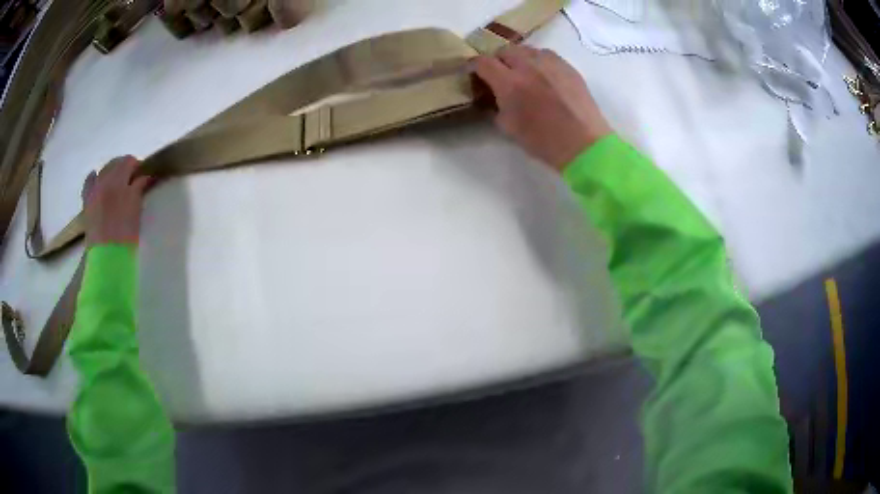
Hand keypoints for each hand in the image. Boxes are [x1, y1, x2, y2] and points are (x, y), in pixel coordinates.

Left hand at [83, 156, 152, 245]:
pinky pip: (89, 182)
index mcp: (118, 180)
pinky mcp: (87, 201)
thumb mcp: (136, 210)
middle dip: (124, 169)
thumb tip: (145, 177)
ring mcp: (94, 190)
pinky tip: (95, 176)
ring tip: (117, 185)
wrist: (107, 259)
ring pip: (103, 171)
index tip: (144, 177)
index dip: (137, 167)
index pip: (129, 162)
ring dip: (111, 173)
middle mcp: (104, 180)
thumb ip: (139, 189)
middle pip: (115, 164)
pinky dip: (93, 178)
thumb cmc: (125, 236)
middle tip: (132, 181)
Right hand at [474, 45, 611, 171]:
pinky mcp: (567, 66)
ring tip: (522, 72)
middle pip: (505, 50)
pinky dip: (538, 61)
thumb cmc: (544, 141)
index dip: (474, 66)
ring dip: (519, 58)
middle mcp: (528, 66)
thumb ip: (497, 105)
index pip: (483, 62)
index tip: (474, 73)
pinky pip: (547, 55)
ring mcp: (550, 64)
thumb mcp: (509, 127)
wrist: (584, 144)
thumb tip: (495, 96)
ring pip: (526, 49)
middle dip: (498, 60)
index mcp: (510, 83)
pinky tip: (543, 75)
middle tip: (500, 74)